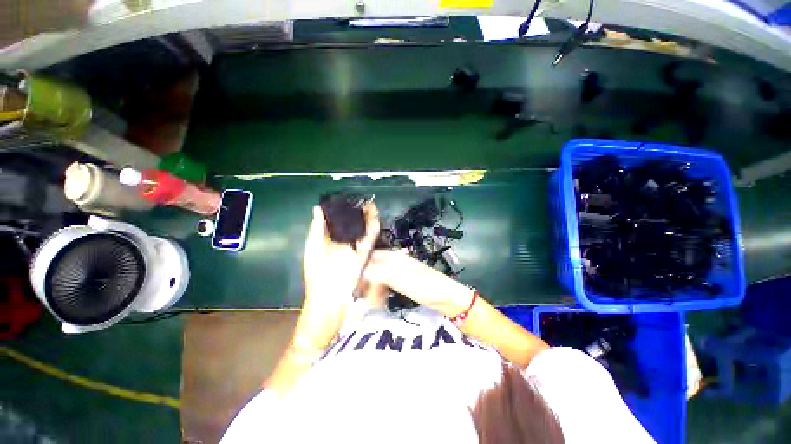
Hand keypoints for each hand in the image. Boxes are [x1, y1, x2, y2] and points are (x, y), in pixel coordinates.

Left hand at [292, 203, 379, 353]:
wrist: (330, 300)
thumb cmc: (318, 275)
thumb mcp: (314, 251)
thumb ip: (317, 230)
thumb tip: (317, 209)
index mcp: (330, 241)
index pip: (337, 222)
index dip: (342, 210)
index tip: (347, 199)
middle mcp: (344, 244)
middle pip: (352, 225)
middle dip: (358, 213)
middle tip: (363, 200)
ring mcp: (355, 250)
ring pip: (363, 230)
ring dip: (367, 219)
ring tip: (371, 205)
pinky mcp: (365, 256)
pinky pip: (370, 241)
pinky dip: (373, 230)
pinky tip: (376, 219)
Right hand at [363, 250, 472, 316]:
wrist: (446, 297)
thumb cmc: (424, 285)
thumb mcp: (398, 277)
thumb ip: (376, 272)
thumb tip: (357, 272)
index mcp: (392, 256)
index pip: (368, 257)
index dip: (358, 268)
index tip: (352, 284)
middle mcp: (393, 261)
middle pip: (371, 267)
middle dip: (363, 280)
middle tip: (359, 295)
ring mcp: (398, 272)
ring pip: (377, 276)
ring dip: (371, 287)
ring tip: (369, 301)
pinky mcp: (402, 282)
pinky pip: (384, 284)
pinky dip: (379, 291)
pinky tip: (378, 300)